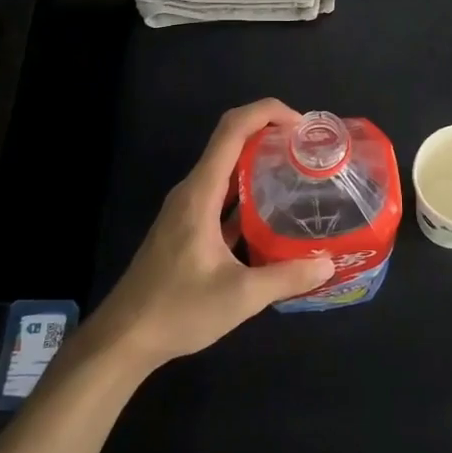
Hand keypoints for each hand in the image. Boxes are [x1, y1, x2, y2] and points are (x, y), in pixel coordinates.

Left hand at [90, 99, 334, 373]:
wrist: (123, 340)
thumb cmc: (177, 310)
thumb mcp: (240, 296)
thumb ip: (287, 277)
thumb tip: (328, 263)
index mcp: (200, 192)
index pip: (232, 129)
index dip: (267, 112)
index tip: (302, 125)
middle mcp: (192, 191)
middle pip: (231, 141)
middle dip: (270, 134)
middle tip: (309, 150)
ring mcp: (187, 210)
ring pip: (227, 169)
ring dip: (260, 162)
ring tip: (300, 174)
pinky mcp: (187, 229)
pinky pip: (222, 195)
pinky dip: (248, 192)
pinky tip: (274, 213)